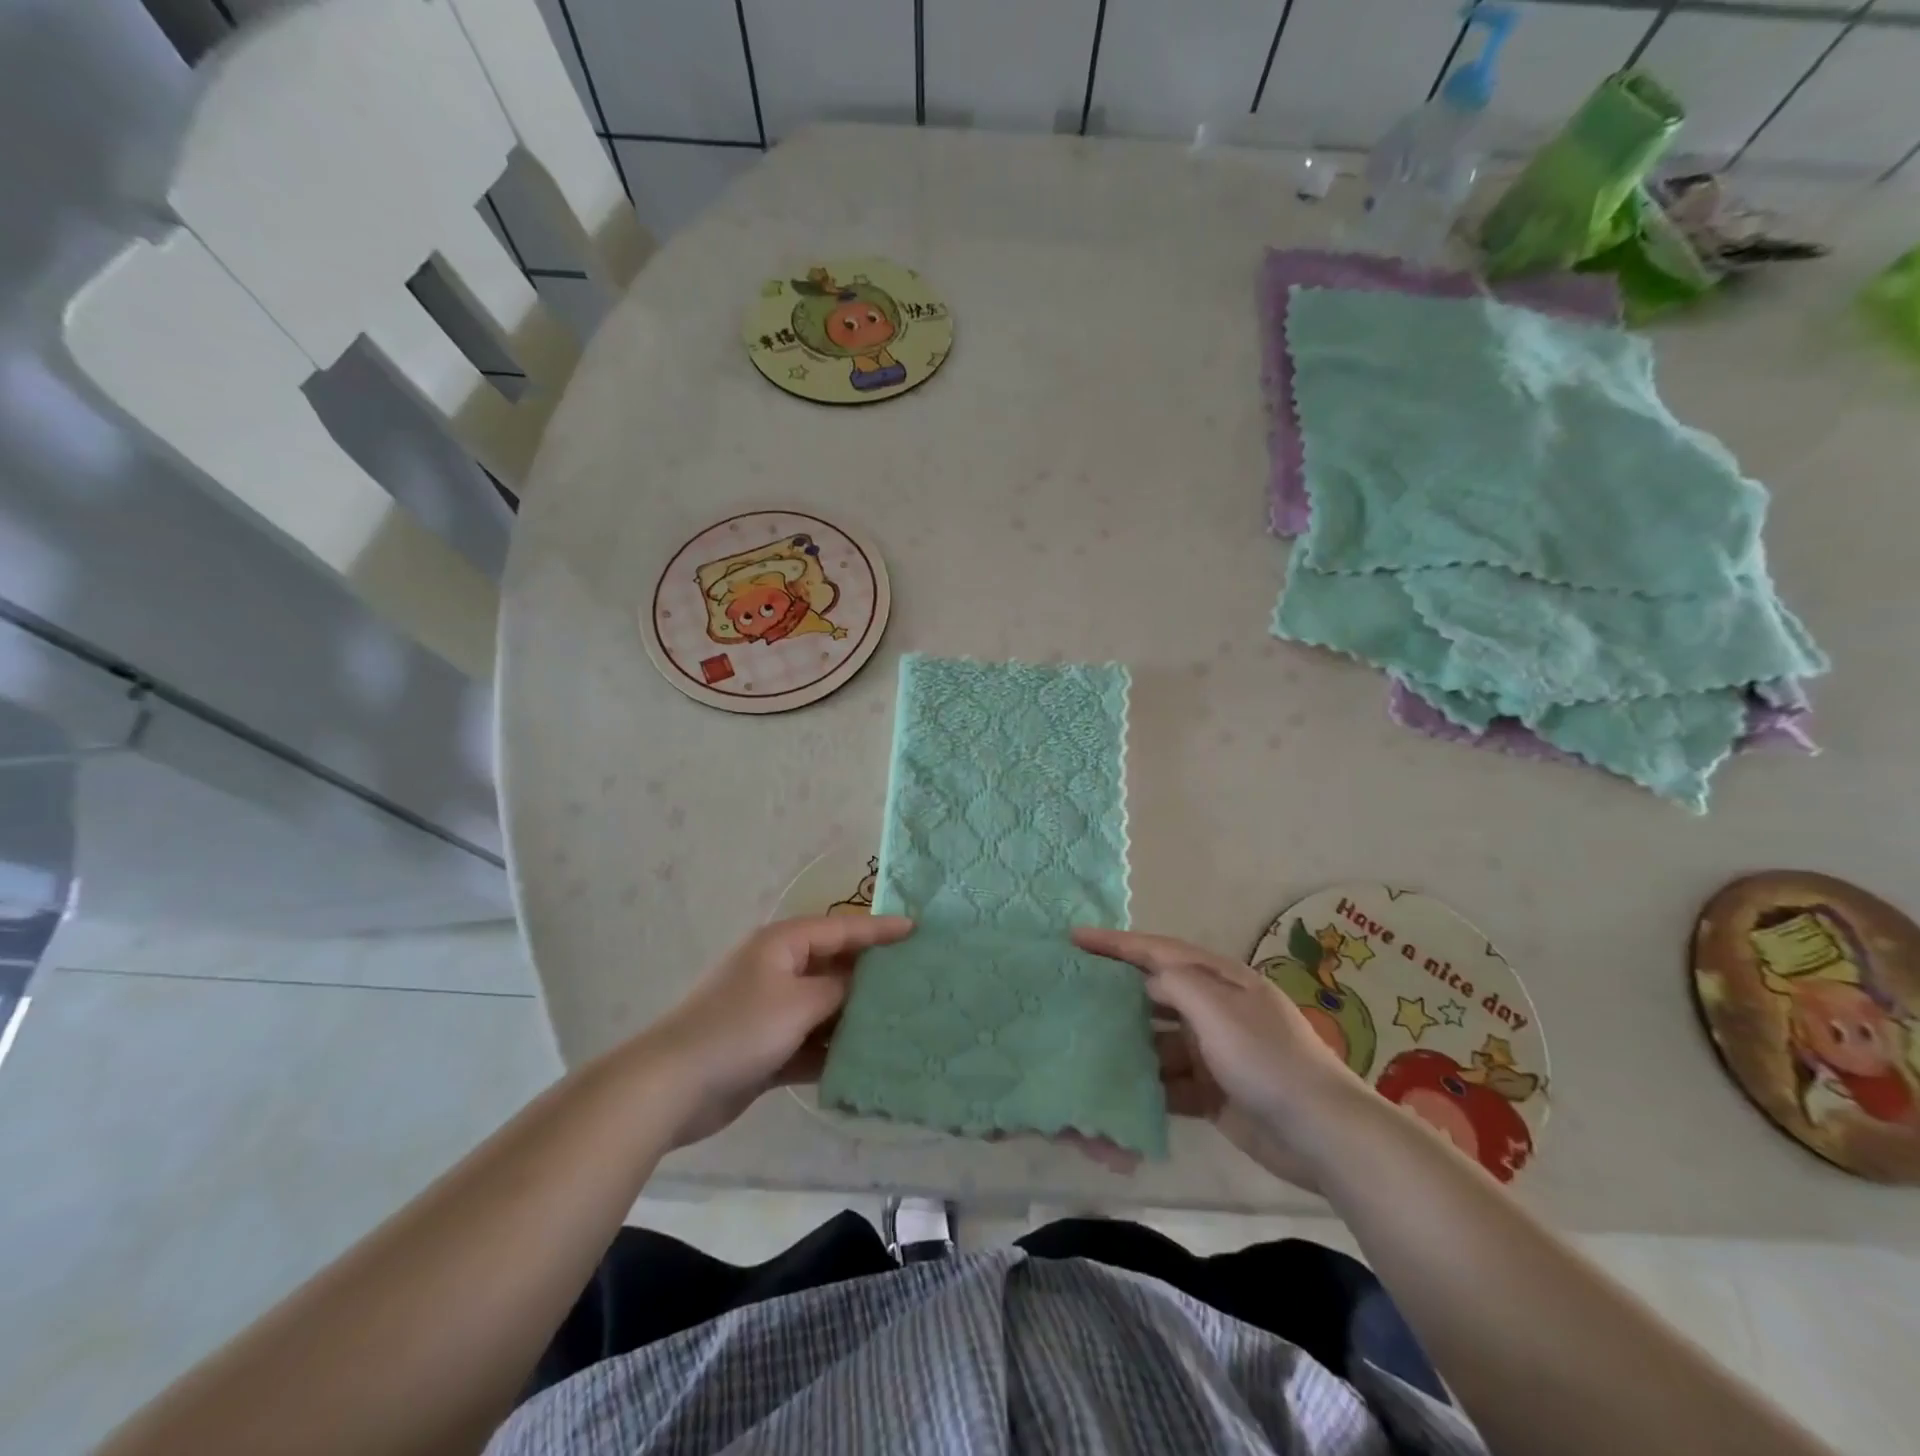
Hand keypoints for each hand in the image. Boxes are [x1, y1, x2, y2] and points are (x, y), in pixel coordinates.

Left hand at [641, 914, 913, 1146]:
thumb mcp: (799, 1002)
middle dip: (873, 975)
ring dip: (855, 1017)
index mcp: (783, 944)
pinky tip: (866, 1063)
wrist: (672, 1087)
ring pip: (826, 1007)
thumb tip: (867, 982)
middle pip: (836, 966)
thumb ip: (840, 988)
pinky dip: (833, 1050)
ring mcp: (771, 1010)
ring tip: (903, 1023)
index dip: (880, 930)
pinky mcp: (767, 1048)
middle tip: (918, 980)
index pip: (842, 928)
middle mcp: (779, 970)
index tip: (918, 930)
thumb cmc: (740, 1029)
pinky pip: (811, 1041)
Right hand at [1074, 927, 1368, 1187]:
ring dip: (1129, 1043)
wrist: (1322, 1134)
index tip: (1075, 938)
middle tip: (1073, 992)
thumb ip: (1176, 984)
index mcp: (1220, 980)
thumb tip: (1146, 981)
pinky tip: (1117, 1089)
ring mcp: (1214, 1052)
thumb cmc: (1266, 1059)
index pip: (1158, 951)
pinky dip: (1147, 1084)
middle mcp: (1215, 1009)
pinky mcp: (1213, 1092)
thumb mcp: (1218, 1008)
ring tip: (1085, 1045)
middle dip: (1118, 992)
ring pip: (1158, 1040)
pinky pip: (1169, 1081)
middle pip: (1156, 993)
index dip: (1116, 943)